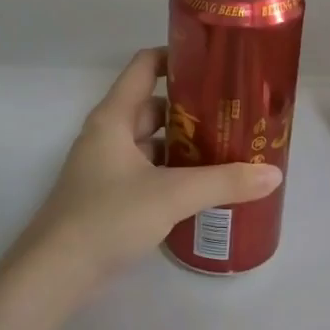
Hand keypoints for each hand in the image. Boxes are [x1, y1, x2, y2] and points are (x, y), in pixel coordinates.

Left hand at [17, 47, 282, 290]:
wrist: (56, 273)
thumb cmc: (108, 217)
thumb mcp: (172, 195)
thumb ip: (224, 182)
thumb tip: (274, 174)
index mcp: (114, 118)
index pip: (144, 66)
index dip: (176, 56)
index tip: (214, 62)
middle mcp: (107, 135)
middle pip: (153, 106)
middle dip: (191, 108)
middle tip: (233, 113)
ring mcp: (106, 167)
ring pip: (151, 142)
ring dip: (183, 144)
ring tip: (227, 148)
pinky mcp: (108, 197)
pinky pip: (147, 172)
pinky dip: (172, 173)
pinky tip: (201, 186)